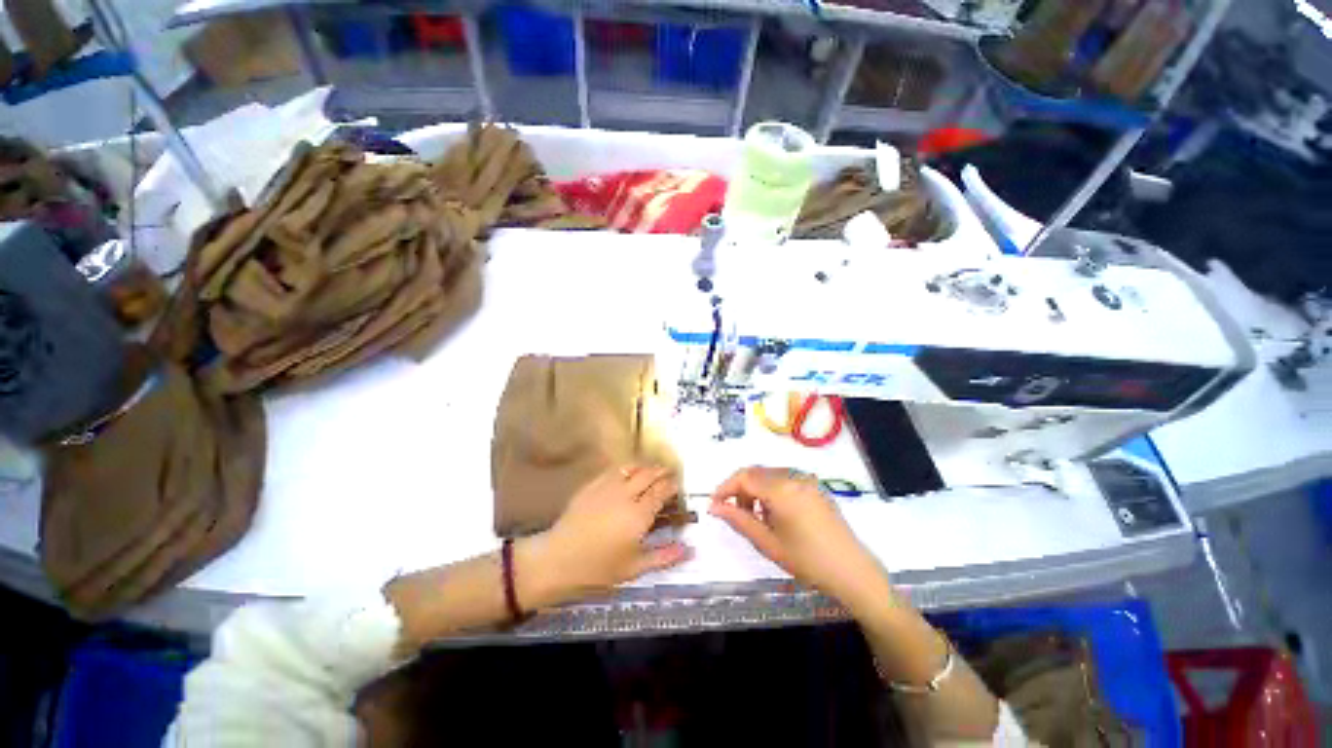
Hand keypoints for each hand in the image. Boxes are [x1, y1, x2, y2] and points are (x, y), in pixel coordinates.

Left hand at [528, 465, 691, 605]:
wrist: (557, 560)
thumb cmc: (598, 569)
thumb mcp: (634, 568)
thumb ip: (664, 557)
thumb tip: (690, 551)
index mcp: (638, 515)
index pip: (660, 492)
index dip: (671, 485)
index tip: (677, 485)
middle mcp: (625, 495)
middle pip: (648, 475)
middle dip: (661, 471)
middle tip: (668, 473)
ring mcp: (607, 487)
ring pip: (631, 468)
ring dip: (644, 466)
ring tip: (650, 469)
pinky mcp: (591, 485)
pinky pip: (612, 470)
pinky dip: (625, 468)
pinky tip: (626, 472)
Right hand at [709, 467, 890, 611]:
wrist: (853, 571)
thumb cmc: (808, 561)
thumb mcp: (768, 543)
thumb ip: (738, 520)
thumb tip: (713, 507)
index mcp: (782, 489)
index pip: (744, 477)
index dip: (725, 488)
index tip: (714, 504)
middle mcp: (794, 476)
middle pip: (756, 472)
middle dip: (739, 489)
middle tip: (733, 513)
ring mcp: (806, 479)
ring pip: (769, 475)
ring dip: (755, 489)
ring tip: (754, 516)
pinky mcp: (815, 486)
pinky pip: (784, 479)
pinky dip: (771, 490)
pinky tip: (773, 513)